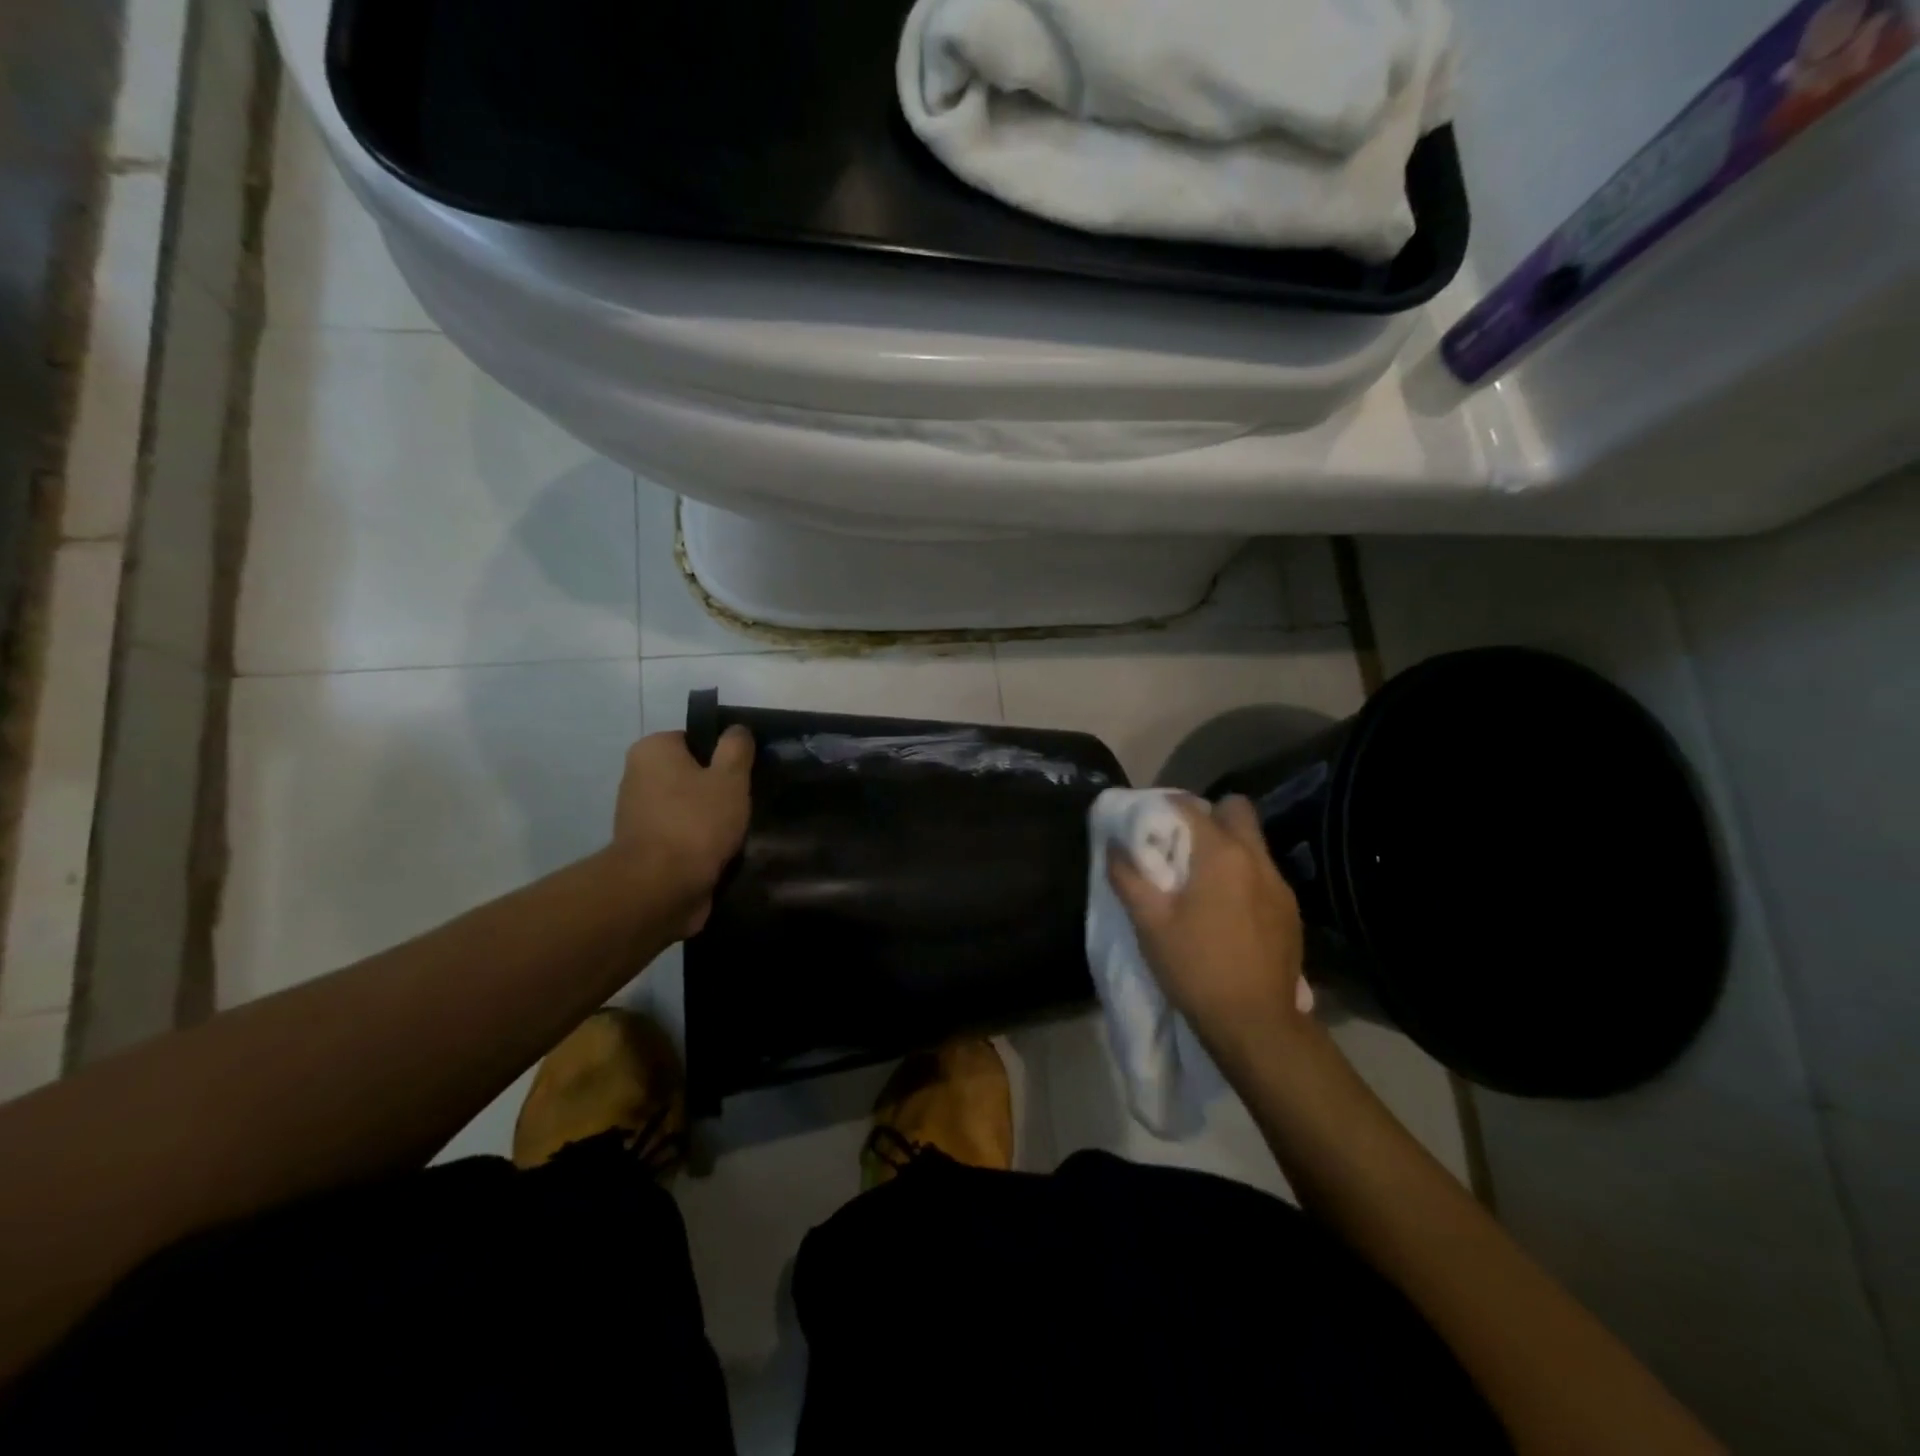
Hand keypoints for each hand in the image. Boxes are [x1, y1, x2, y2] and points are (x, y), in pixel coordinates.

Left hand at [612, 727, 754, 935]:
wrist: (660, 889)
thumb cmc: (696, 822)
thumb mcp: (730, 778)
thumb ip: (736, 748)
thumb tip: (736, 730)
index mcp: (653, 750)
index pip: (695, 739)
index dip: (724, 754)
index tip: (746, 773)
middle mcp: (638, 776)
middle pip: (691, 774)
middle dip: (717, 788)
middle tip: (746, 802)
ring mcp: (638, 815)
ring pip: (688, 807)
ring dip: (711, 818)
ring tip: (738, 831)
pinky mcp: (645, 848)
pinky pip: (682, 835)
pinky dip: (700, 842)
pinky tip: (722, 852)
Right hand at [1107, 796, 1308, 1064]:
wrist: (1254, 1023)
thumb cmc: (1195, 967)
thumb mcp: (1149, 923)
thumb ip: (1128, 876)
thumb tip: (1114, 844)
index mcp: (1221, 854)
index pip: (1190, 807)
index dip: (1166, 808)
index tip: (1149, 825)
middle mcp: (1256, 858)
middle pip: (1236, 810)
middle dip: (1209, 816)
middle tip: (1182, 845)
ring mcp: (1280, 885)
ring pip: (1252, 843)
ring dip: (1227, 847)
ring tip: (1202, 881)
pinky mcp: (1291, 911)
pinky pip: (1263, 873)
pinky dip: (1243, 876)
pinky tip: (1227, 911)